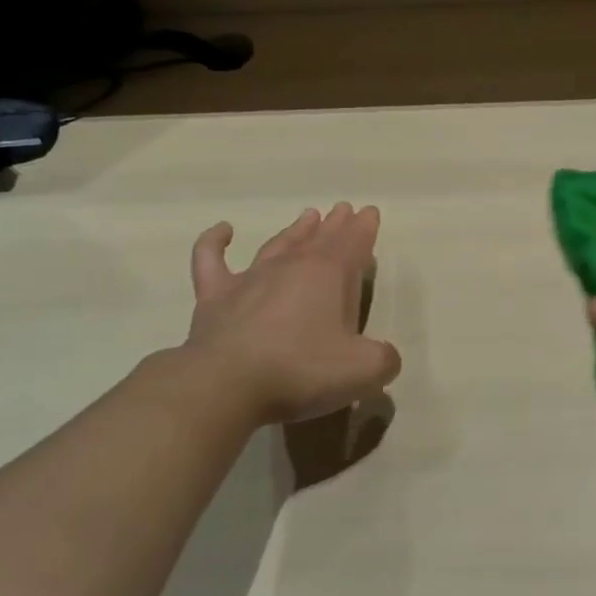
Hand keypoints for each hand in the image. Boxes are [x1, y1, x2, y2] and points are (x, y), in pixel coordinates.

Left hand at [145, 202, 401, 428]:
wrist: (226, 385)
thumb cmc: (301, 371)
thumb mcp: (363, 371)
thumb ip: (383, 359)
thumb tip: (384, 355)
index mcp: (329, 275)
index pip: (353, 242)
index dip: (364, 227)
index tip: (370, 212)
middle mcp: (291, 267)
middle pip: (319, 238)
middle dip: (336, 224)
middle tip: (344, 210)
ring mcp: (250, 279)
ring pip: (278, 244)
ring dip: (296, 230)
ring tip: (308, 215)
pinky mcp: (215, 296)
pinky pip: (211, 258)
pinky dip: (215, 242)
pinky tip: (223, 230)